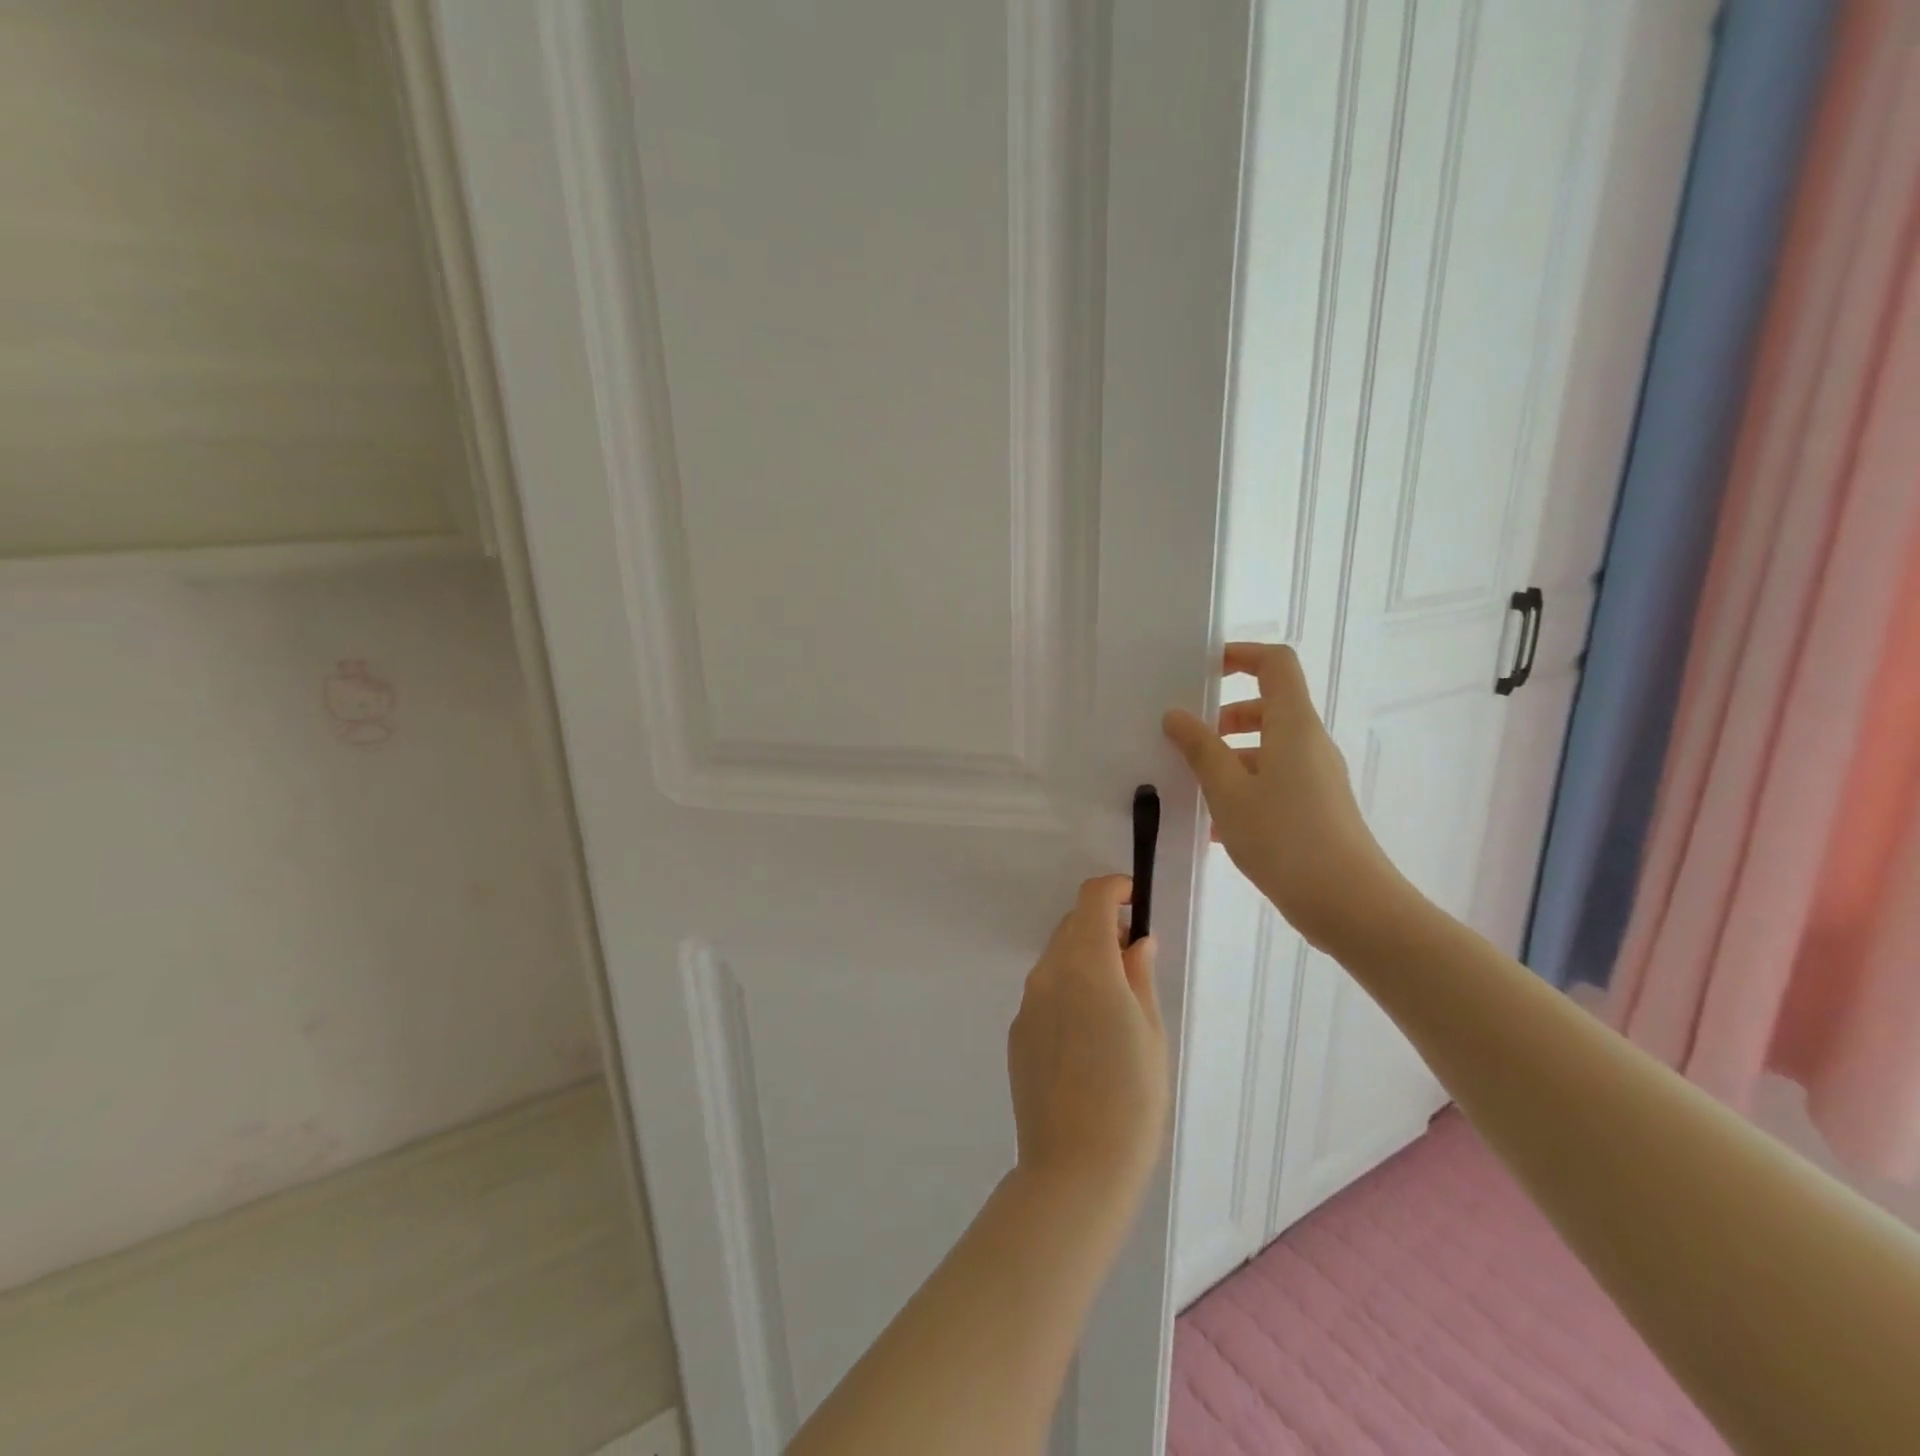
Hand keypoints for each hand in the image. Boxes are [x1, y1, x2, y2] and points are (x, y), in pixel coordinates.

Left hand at [1007, 876, 1167, 1211]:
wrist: (1075, 1167)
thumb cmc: (1131, 1098)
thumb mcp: (1150, 1032)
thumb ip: (1139, 976)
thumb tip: (1136, 941)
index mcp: (1086, 965)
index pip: (1091, 899)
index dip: (1114, 890)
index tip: (1135, 902)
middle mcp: (1048, 973)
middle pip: (1072, 925)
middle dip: (1101, 926)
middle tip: (1133, 959)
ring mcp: (1027, 1002)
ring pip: (1057, 958)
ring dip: (1083, 959)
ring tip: (1114, 1005)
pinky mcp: (1017, 1031)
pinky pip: (1045, 992)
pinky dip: (1066, 990)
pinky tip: (1087, 1037)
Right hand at [1164, 642, 1408, 950]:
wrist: (1350, 905)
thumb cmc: (1285, 839)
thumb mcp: (1229, 792)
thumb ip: (1200, 749)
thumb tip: (1176, 715)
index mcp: (1293, 726)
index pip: (1275, 664)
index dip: (1241, 656)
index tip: (1203, 671)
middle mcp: (1309, 743)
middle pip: (1269, 707)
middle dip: (1225, 716)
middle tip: (1187, 739)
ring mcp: (1317, 777)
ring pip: (1268, 748)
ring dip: (1230, 757)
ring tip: (1194, 787)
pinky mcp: (1317, 808)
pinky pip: (1275, 780)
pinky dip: (1244, 787)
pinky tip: (1216, 826)